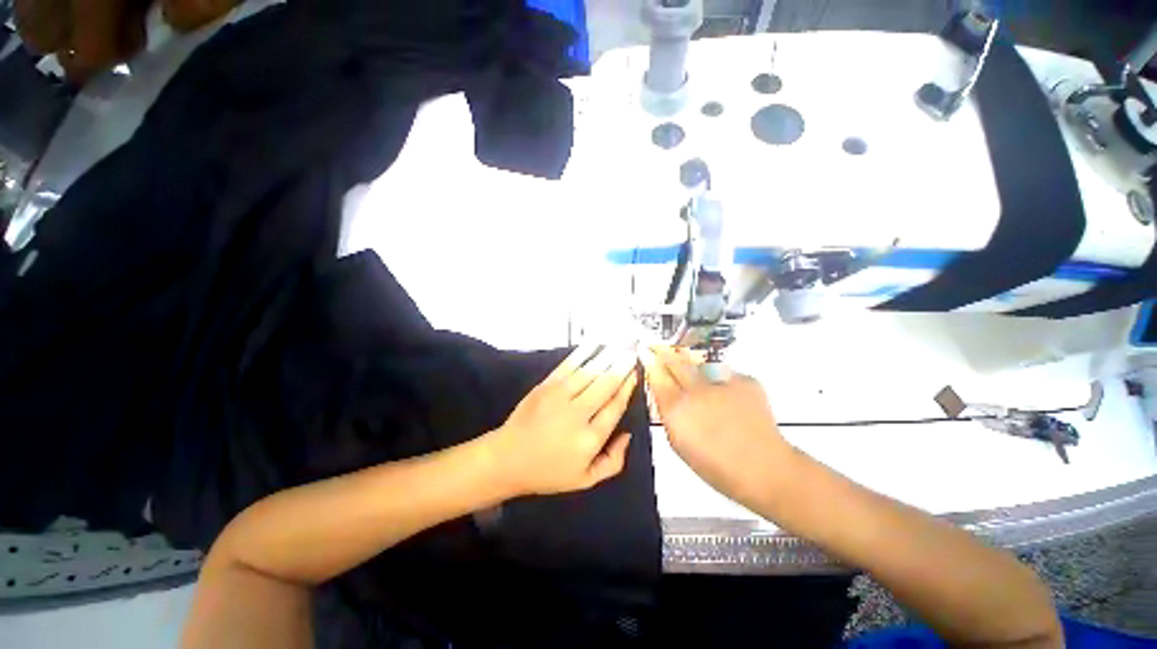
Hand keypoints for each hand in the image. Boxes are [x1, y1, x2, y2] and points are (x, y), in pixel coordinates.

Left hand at [489, 345, 638, 496]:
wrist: (507, 459)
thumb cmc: (549, 471)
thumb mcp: (585, 479)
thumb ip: (613, 461)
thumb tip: (628, 434)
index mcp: (590, 438)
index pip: (615, 406)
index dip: (628, 387)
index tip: (636, 373)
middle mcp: (577, 414)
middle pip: (605, 385)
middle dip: (622, 366)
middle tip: (633, 352)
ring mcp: (559, 396)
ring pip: (589, 371)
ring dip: (607, 356)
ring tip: (621, 344)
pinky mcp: (545, 386)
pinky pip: (568, 365)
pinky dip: (583, 353)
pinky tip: (594, 343)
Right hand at [640, 346, 793, 508]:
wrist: (765, 469)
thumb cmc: (716, 465)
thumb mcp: (679, 442)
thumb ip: (667, 413)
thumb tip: (662, 392)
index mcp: (677, 409)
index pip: (656, 375)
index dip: (649, 362)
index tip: (645, 352)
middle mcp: (696, 390)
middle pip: (675, 361)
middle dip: (664, 352)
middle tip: (657, 347)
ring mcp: (722, 382)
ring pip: (699, 364)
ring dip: (692, 367)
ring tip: (695, 380)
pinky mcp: (745, 380)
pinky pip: (724, 373)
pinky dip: (720, 381)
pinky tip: (727, 397)